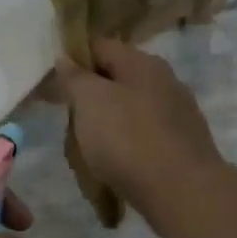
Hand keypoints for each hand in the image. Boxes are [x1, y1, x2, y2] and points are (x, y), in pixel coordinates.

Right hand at [55, 37, 224, 231]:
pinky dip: (127, 141)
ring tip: (87, 142)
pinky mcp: (183, 144)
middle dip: (91, 92)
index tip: (53, 81)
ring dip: (109, 119)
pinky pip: (145, 133)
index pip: (100, 46)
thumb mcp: (89, 101)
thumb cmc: (128, 138)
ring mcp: (178, 113)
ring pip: (132, 107)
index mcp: (142, 63)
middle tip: (67, 115)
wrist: (182, 191)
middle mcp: (165, 80)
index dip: (74, 58)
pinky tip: (115, 159)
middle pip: (118, 77)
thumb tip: (66, 58)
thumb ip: (75, 77)